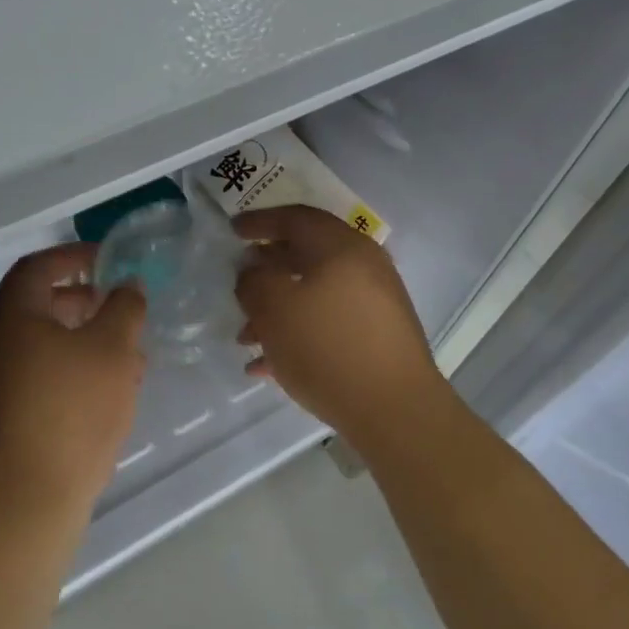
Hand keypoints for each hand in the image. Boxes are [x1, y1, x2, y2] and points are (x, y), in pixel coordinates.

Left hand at [0, 243, 146, 522]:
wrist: (26, 502)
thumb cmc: (72, 411)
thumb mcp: (113, 350)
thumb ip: (124, 308)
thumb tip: (127, 286)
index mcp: (13, 318)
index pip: (37, 267)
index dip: (72, 256)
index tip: (106, 260)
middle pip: (37, 307)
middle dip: (82, 302)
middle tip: (118, 309)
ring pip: (40, 347)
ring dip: (80, 341)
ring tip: (124, 356)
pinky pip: (36, 379)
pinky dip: (68, 372)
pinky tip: (103, 395)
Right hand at [235, 205, 443, 439]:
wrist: (395, 410)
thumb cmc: (328, 348)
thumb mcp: (275, 309)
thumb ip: (254, 281)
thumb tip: (253, 272)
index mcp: (341, 246)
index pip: (295, 218)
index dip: (259, 221)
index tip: (232, 231)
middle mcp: (363, 265)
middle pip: (306, 254)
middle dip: (266, 270)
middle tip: (239, 284)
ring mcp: (375, 302)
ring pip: (315, 292)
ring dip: (277, 309)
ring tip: (245, 338)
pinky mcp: (378, 336)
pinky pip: (329, 322)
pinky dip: (298, 332)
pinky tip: (268, 365)